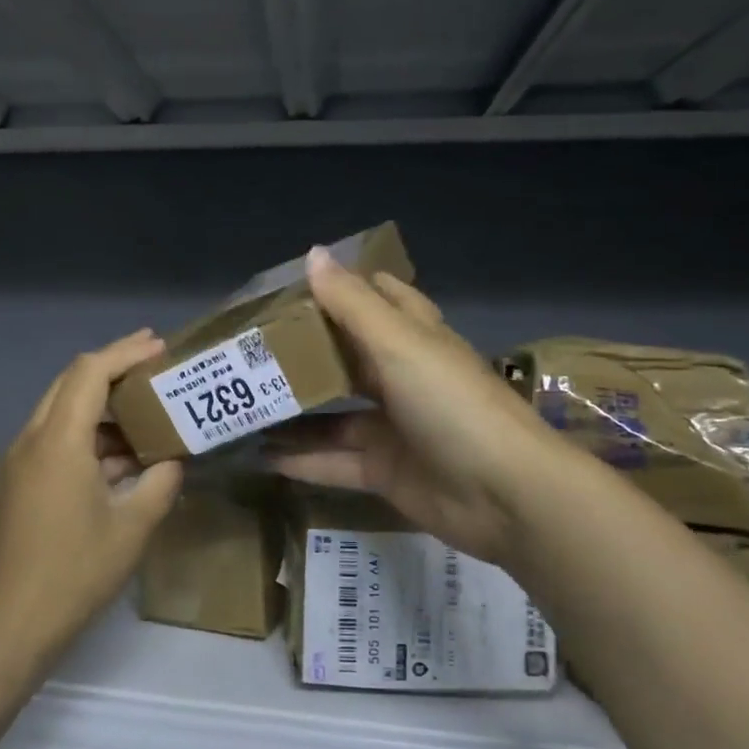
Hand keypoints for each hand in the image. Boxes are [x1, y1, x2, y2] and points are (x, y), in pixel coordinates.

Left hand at [0, 330, 184, 670]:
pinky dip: (90, 434)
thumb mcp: (132, 526)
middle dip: (112, 366)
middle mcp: (34, 439)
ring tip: (147, 408)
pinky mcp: (23, 482)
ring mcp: (23, 461)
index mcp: (59, 440)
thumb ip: (159, 482)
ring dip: (102, 404)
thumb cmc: (75, 573)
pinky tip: (124, 454)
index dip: (126, 352)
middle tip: (153, 363)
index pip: (90, 372)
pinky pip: (58, 439)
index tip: (160, 346)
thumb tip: (173, 460)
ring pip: (63, 410)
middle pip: (72, 382)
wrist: (10, 625)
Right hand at [264, 249, 562, 563]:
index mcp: (412, 338)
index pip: (374, 299)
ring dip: (293, 412)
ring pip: (332, 416)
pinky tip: (260, 456)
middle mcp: (401, 378)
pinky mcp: (384, 470)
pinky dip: (301, 460)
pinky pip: (334, 461)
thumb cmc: (452, 404)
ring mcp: (392, 427)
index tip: (284, 291)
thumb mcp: (400, 344)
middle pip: (344, 359)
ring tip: (241, 407)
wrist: (506, 494)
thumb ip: (352, 303)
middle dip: (301, 356)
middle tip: (247, 351)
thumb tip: (313, 253)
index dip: (335, 290)